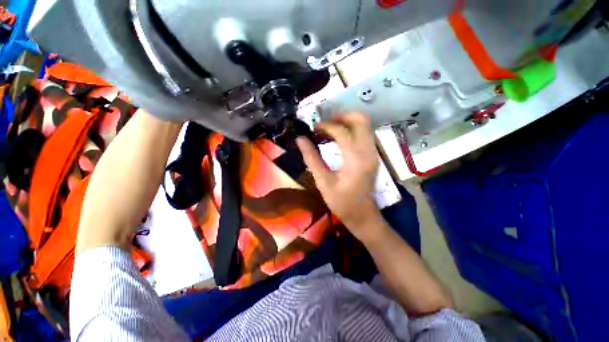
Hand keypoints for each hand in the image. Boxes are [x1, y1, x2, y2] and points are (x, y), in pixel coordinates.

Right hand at [296, 113, 381, 240]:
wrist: (363, 215)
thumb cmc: (342, 202)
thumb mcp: (323, 182)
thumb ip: (312, 159)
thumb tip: (300, 140)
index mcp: (355, 160)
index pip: (342, 132)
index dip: (326, 126)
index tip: (313, 129)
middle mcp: (368, 152)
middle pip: (360, 120)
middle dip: (341, 116)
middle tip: (325, 123)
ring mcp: (373, 152)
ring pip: (365, 125)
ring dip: (346, 121)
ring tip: (329, 128)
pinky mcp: (373, 155)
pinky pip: (364, 133)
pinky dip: (351, 129)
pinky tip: (338, 138)